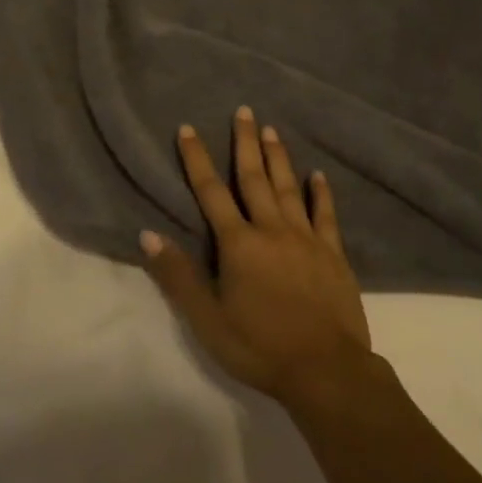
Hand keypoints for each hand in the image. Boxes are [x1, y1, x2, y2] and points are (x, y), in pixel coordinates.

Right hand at [141, 107, 371, 407]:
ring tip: (271, 129)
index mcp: (239, 244)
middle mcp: (271, 230)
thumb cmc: (260, 347)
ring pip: (288, 188)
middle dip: (244, 143)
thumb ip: (178, 275)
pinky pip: (325, 216)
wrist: (327, 372)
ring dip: (278, 158)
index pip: (211, 192)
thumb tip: (148, 234)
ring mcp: (306, 240)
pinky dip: (321, 193)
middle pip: (254, 178)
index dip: (197, 159)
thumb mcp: (207, 319)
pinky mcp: (333, 254)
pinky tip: (318, 175)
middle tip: (243, 110)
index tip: (188, 129)